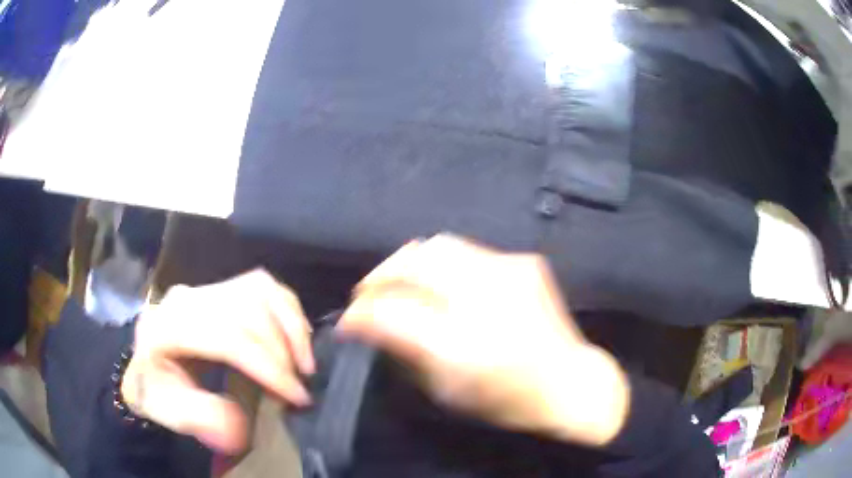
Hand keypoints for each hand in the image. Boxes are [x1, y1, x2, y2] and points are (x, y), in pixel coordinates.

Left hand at [121, 270, 314, 452]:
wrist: (148, 365)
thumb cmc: (157, 390)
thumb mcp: (167, 411)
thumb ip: (198, 418)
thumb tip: (241, 424)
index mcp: (166, 326)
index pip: (225, 335)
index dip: (266, 364)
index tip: (296, 396)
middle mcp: (187, 298)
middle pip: (247, 308)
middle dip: (283, 349)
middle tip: (301, 385)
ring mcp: (205, 289)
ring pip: (259, 290)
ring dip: (290, 325)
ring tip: (304, 362)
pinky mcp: (220, 289)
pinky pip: (262, 286)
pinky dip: (286, 309)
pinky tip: (296, 335)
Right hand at [340, 235, 629, 446]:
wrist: (570, 383)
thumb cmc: (508, 400)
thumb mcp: (448, 390)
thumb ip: (404, 352)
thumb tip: (367, 325)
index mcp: (465, 344)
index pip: (393, 312)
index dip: (360, 313)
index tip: (347, 320)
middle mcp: (487, 297)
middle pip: (414, 262)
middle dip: (380, 274)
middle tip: (367, 293)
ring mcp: (510, 271)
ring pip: (439, 245)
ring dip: (409, 263)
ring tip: (398, 283)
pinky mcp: (524, 261)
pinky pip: (469, 252)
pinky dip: (443, 265)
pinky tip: (442, 284)